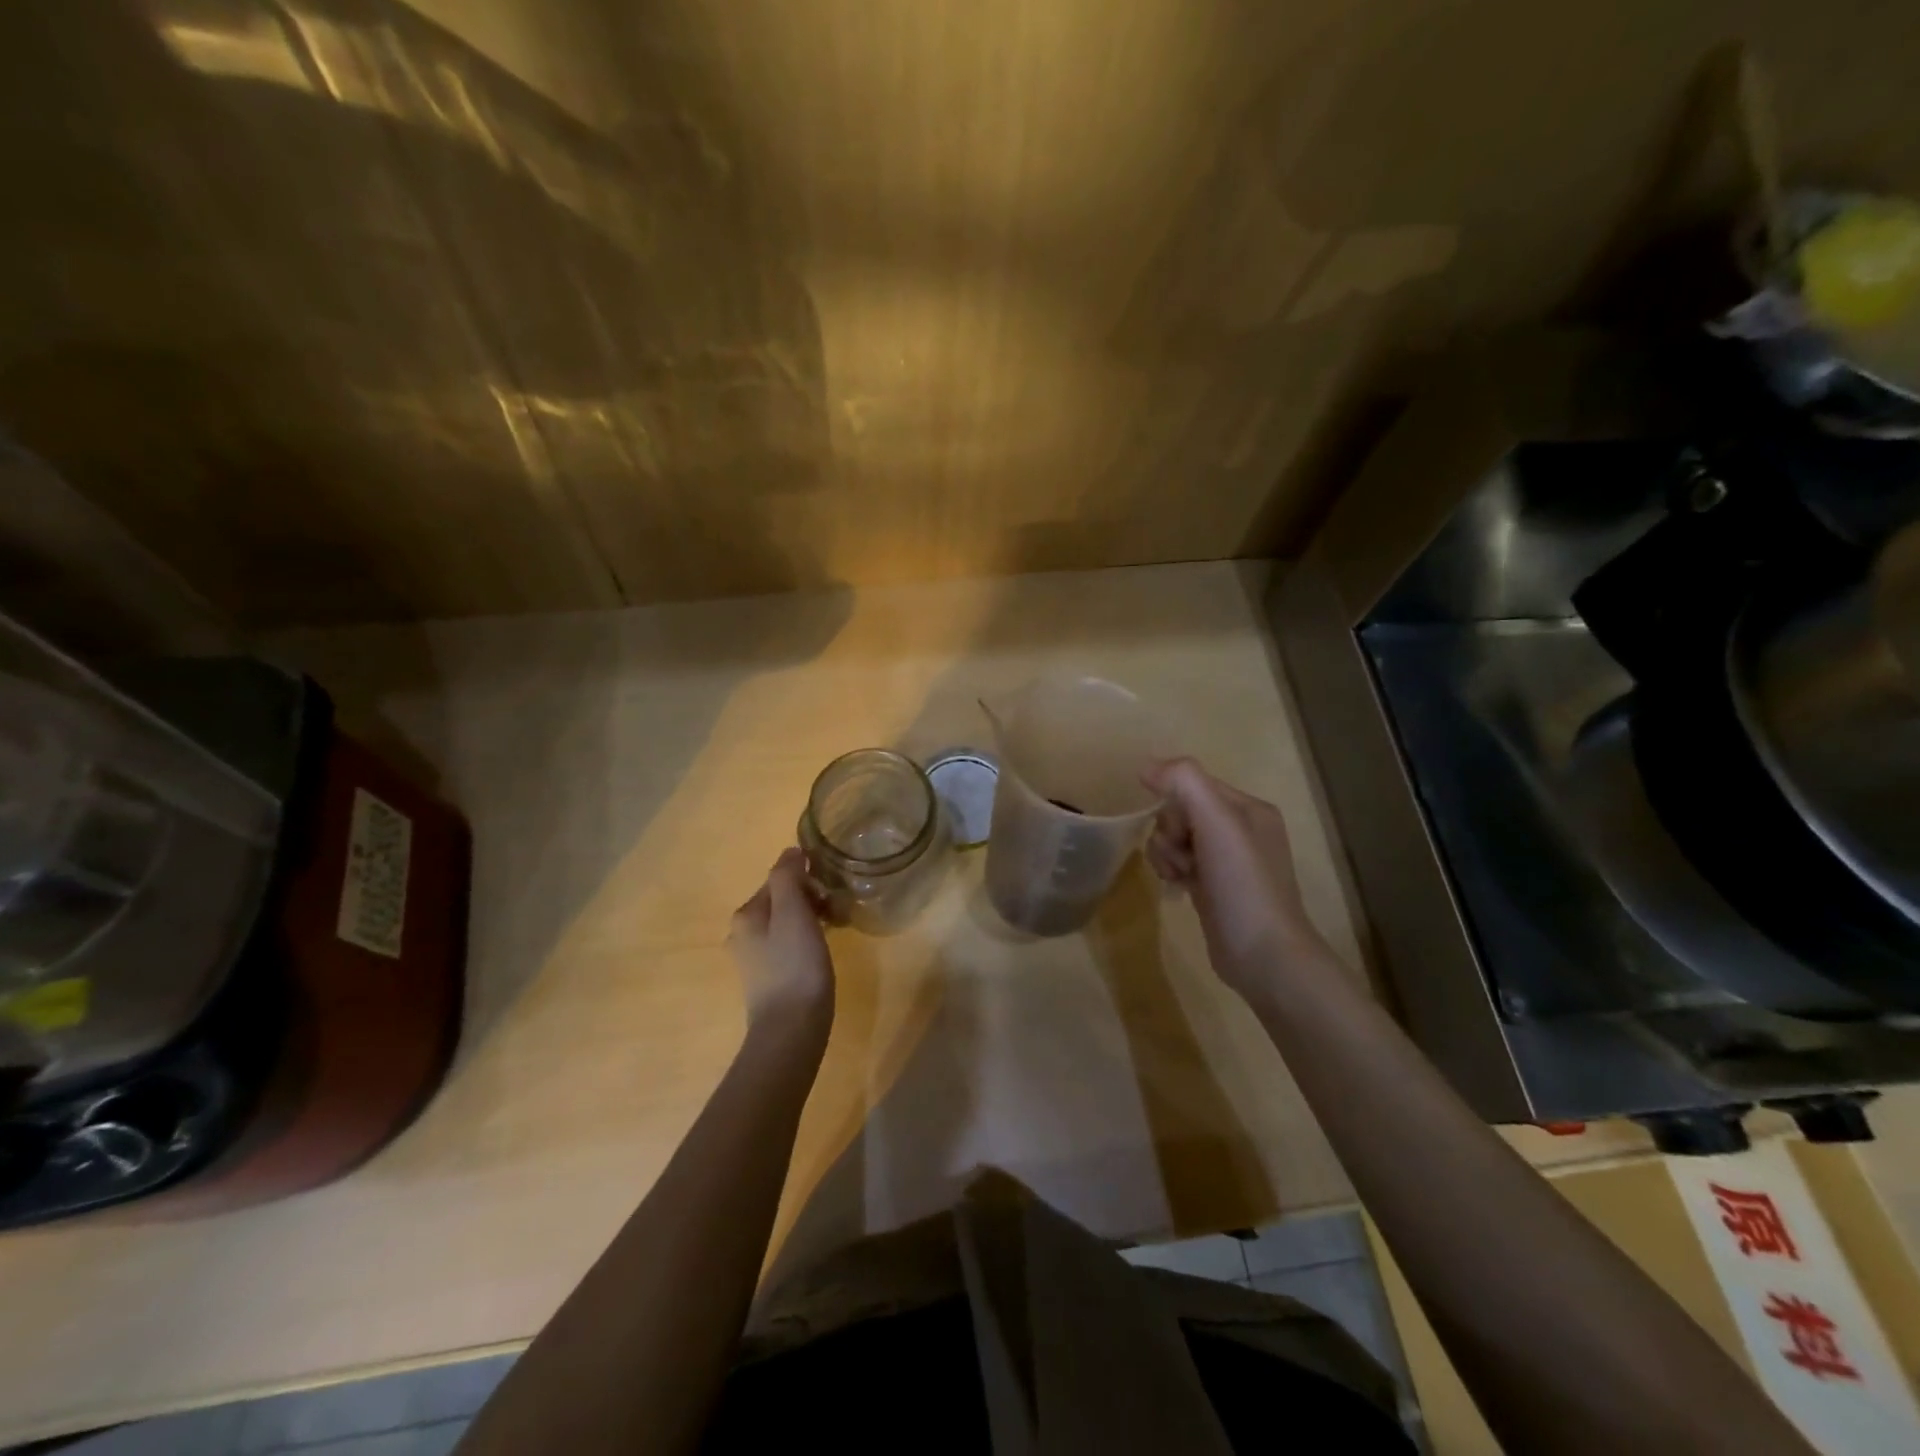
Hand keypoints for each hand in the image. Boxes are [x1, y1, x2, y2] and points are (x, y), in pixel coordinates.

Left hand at [729, 848, 834, 1043]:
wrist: (791, 1030)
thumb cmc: (795, 966)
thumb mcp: (793, 912)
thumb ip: (787, 877)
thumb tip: (791, 852)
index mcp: (746, 914)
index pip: (778, 878)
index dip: (807, 878)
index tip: (832, 890)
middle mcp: (742, 933)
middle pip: (780, 900)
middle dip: (810, 898)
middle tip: (837, 910)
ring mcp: (753, 959)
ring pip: (785, 923)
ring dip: (810, 918)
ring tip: (835, 928)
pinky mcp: (767, 980)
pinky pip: (787, 945)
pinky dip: (805, 940)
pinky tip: (821, 952)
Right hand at [1142, 759, 1326, 1000]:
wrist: (1263, 954)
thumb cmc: (1242, 883)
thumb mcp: (1217, 821)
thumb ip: (1184, 783)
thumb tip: (1147, 766)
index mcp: (1248, 808)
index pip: (1193, 784)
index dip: (1175, 803)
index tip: (1180, 831)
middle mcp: (1240, 830)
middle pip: (1181, 811)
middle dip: (1170, 832)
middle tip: (1183, 856)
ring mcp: (1227, 861)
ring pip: (1175, 838)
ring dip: (1166, 853)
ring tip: (1179, 876)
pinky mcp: (1213, 887)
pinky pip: (1178, 862)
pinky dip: (1171, 871)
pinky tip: (1177, 888)